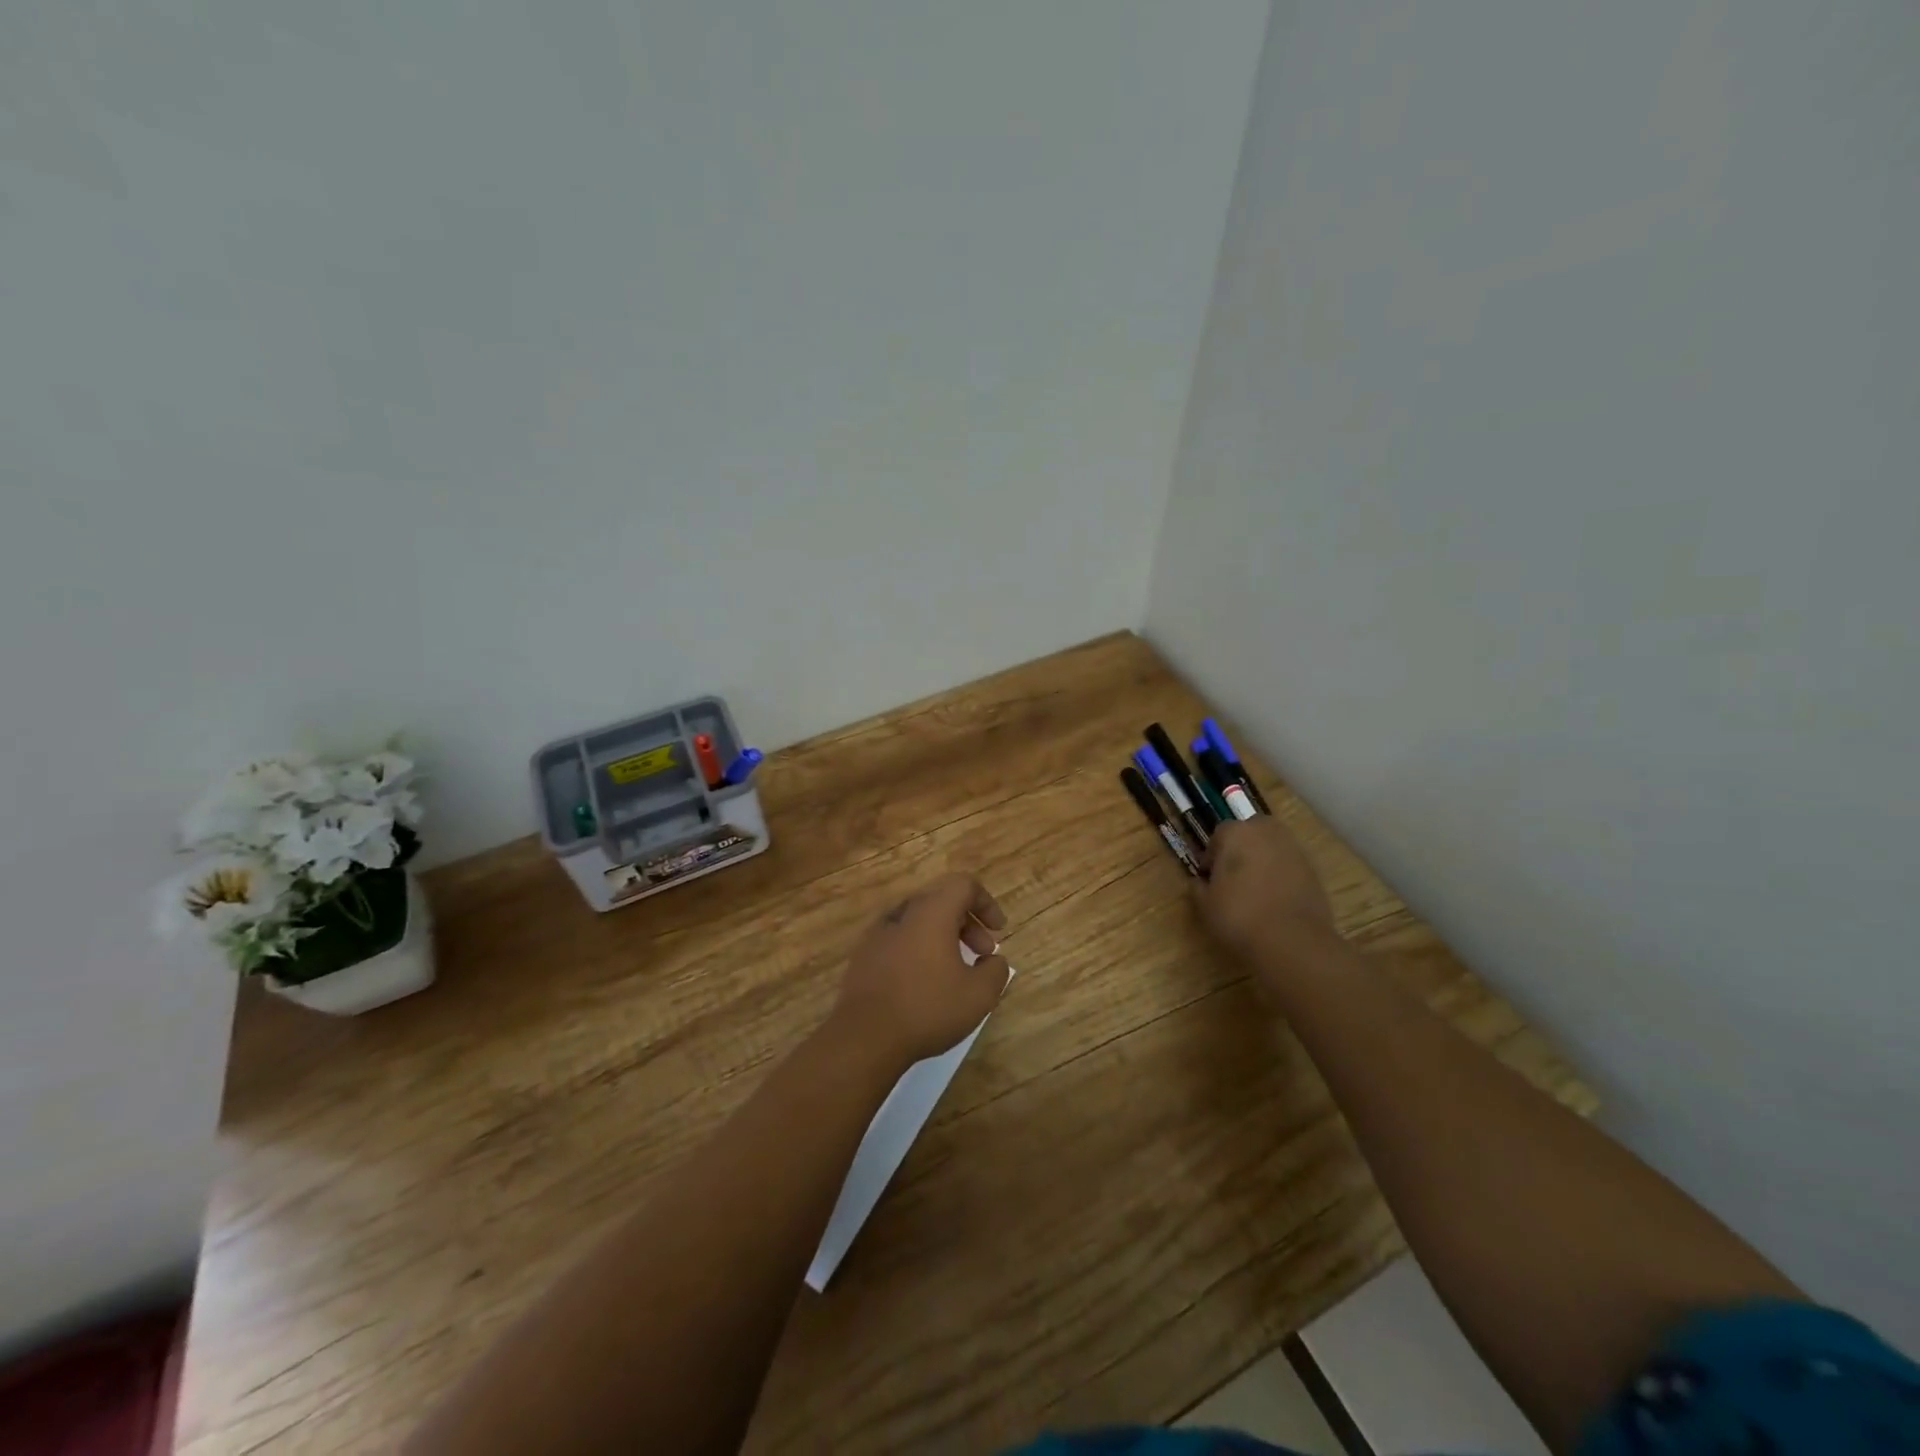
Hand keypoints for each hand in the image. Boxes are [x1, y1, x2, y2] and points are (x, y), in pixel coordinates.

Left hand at [831, 873, 1011, 1070]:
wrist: (864, 1037)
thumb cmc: (927, 1009)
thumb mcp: (979, 995)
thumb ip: (995, 970)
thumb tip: (993, 960)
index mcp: (931, 912)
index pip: (964, 885)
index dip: (986, 903)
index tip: (999, 931)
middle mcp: (903, 913)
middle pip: (941, 901)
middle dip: (968, 923)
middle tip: (983, 954)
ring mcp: (878, 933)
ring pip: (919, 921)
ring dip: (943, 937)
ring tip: (956, 970)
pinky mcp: (864, 955)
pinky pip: (899, 939)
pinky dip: (919, 949)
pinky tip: (924, 982)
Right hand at [1193, 816, 1336, 978]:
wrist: (1292, 941)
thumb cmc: (1238, 915)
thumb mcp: (1205, 904)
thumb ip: (1198, 887)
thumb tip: (1200, 882)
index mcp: (1236, 833)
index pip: (1219, 835)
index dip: (1212, 856)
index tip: (1209, 878)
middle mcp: (1267, 833)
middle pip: (1251, 833)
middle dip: (1242, 849)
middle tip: (1234, 877)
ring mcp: (1295, 850)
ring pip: (1273, 848)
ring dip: (1264, 861)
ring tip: (1256, 891)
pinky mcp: (1315, 871)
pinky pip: (1291, 867)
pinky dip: (1283, 877)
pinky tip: (1276, 902)